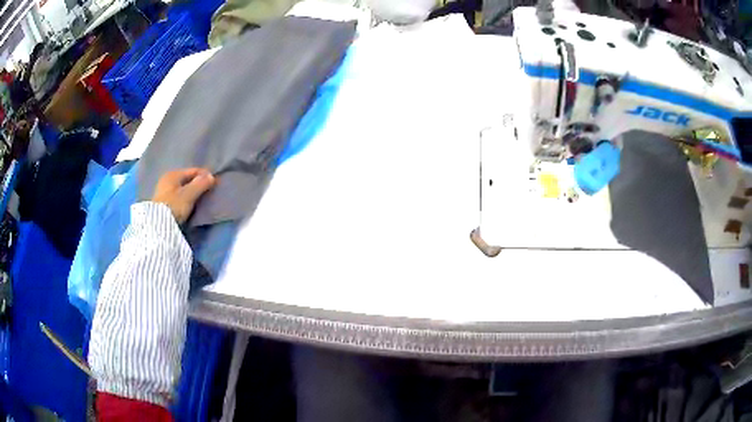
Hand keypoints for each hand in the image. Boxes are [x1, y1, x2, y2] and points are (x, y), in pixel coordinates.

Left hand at [152, 168, 216, 223]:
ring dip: (191, 191)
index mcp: (173, 174)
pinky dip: (185, 197)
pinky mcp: (162, 201)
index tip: (215, 182)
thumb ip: (200, 184)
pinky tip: (190, 203)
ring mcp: (163, 190)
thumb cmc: (174, 206)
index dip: (205, 175)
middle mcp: (167, 179)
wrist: (157, 225)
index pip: (193, 170)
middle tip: (209, 191)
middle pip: (187, 179)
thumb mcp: (189, 195)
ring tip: (201, 198)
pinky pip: (178, 195)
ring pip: (182, 187)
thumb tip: (211, 176)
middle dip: (198, 183)